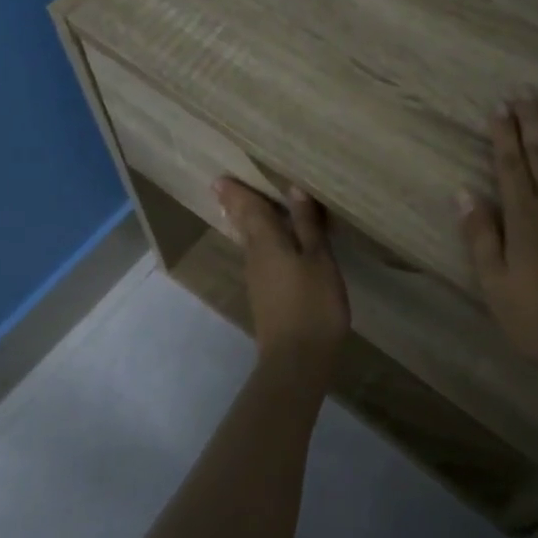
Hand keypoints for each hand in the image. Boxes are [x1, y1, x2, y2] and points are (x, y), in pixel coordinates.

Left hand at [214, 178, 348, 371]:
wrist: (297, 359)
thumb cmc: (313, 303)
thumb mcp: (318, 259)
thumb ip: (307, 225)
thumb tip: (293, 188)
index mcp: (267, 242)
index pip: (250, 209)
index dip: (237, 193)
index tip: (220, 178)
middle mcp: (255, 257)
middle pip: (244, 225)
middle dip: (236, 206)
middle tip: (223, 189)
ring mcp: (258, 280)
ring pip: (250, 243)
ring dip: (246, 224)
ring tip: (245, 209)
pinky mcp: (265, 297)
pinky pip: (259, 258)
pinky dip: (260, 244)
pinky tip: (270, 246)